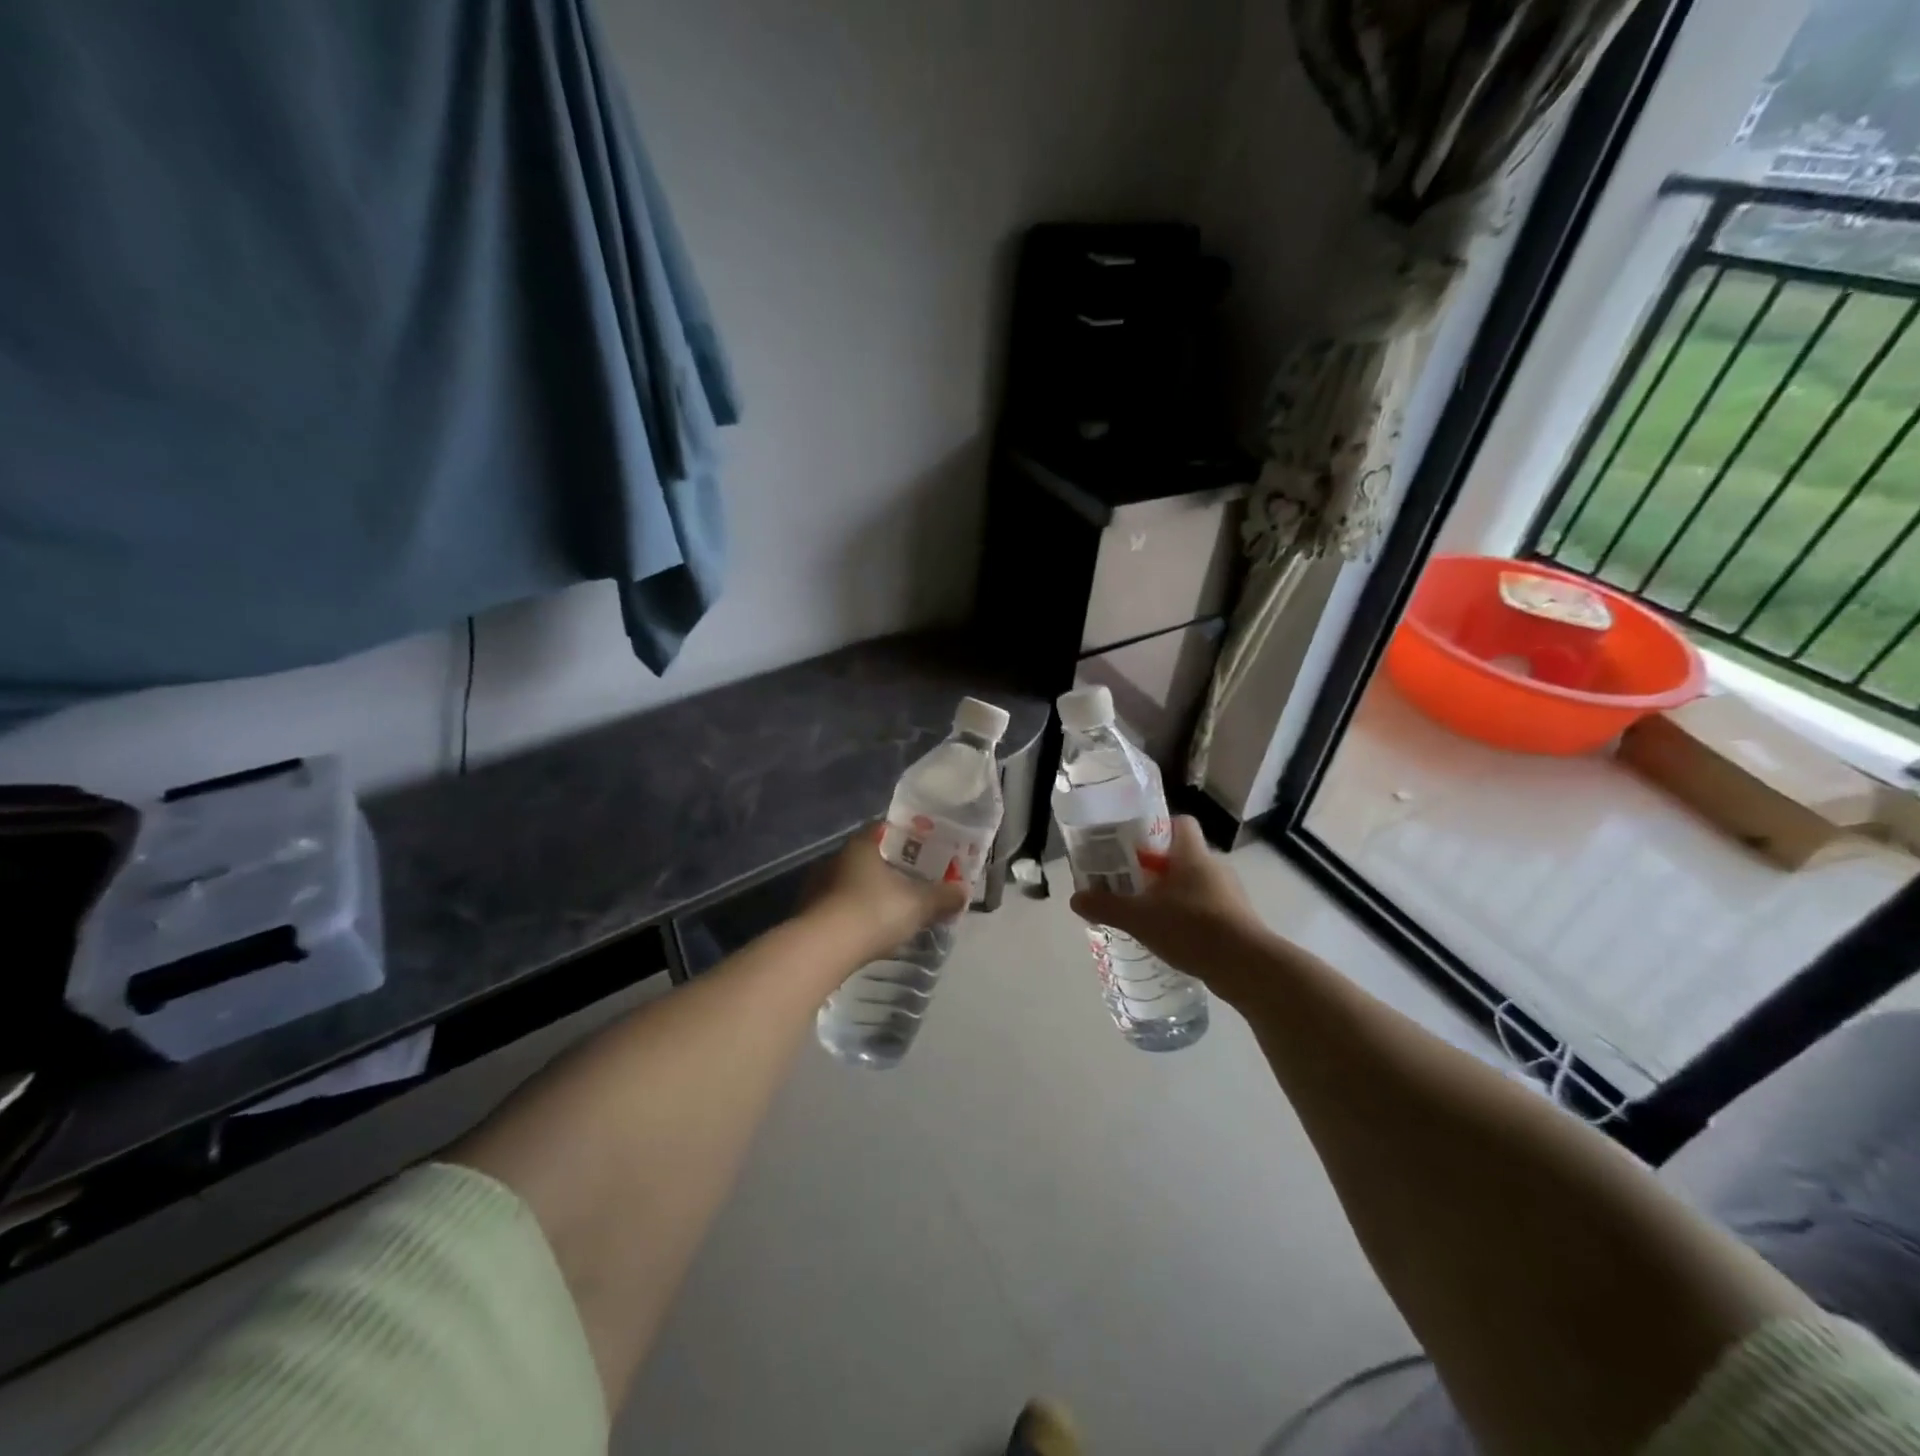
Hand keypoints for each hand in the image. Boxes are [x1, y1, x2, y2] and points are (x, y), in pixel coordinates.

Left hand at [806, 829, 970, 964]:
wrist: (823, 949)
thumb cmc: (874, 911)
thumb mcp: (918, 904)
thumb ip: (943, 896)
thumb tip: (963, 891)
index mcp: (861, 845)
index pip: (884, 829)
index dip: (905, 837)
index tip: (922, 850)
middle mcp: (835, 858)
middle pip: (867, 857)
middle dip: (887, 869)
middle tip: (910, 883)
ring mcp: (816, 885)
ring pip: (849, 883)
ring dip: (867, 893)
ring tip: (889, 910)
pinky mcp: (806, 913)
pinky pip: (836, 907)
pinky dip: (851, 914)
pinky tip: (865, 930)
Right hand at [1069, 817, 1270, 1004]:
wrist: (1247, 967)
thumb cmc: (1192, 928)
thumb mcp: (1139, 918)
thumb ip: (1106, 907)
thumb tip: (1075, 899)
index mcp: (1192, 854)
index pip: (1180, 823)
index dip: (1157, 828)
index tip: (1134, 844)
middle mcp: (1214, 867)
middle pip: (1182, 856)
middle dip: (1157, 868)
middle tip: (1130, 884)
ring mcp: (1229, 894)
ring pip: (1194, 884)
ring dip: (1173, 895)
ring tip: (1147, 914)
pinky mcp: (1237, 920)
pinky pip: (1206, 909)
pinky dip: (1188, 918)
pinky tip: (1172, 938)